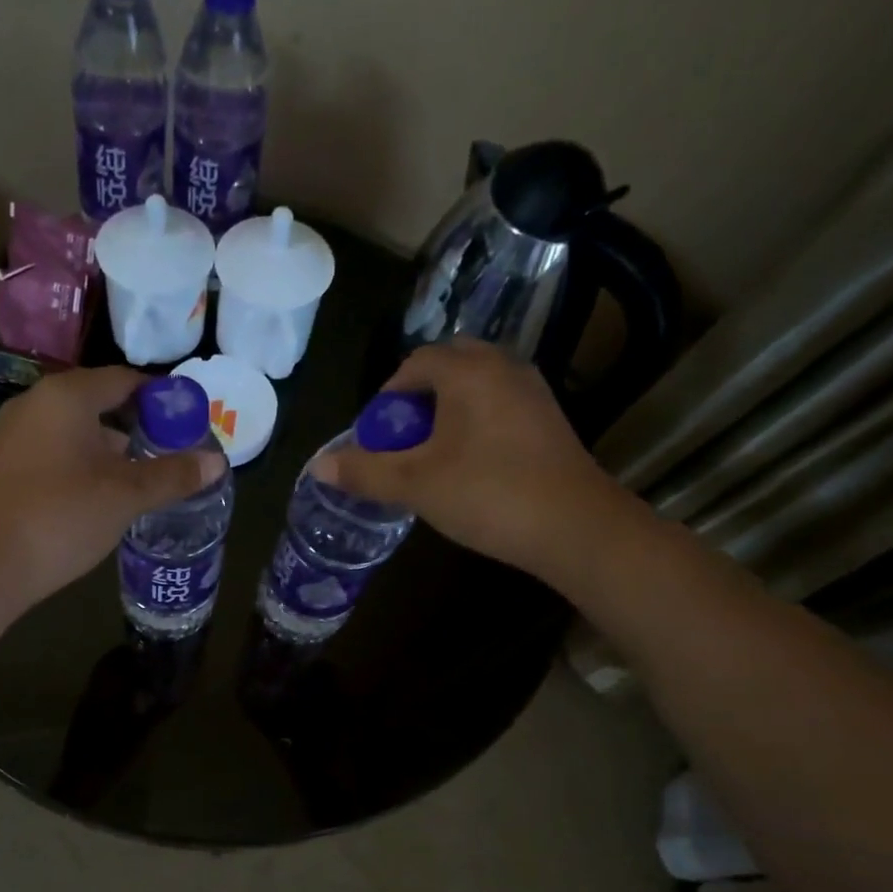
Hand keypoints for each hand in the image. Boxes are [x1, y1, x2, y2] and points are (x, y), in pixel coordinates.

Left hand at [0, 366, 223, 616]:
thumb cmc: (61, 517)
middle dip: (140, 425)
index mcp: (67, 396)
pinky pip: (57, 450)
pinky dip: (86, 462)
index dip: (162, 399)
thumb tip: (217, 462)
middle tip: (174, 452)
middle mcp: (37, 403)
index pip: (125, 380)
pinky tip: (103, 493)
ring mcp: (16, 434)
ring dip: (112, 447)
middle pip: (100, 402)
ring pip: (77, 429)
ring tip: (145, 476)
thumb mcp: (125, 496)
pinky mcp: (6, 465)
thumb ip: (172, 475)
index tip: (191, 423)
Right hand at [309, 338, 636, 580]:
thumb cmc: (487, 494)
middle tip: (403, 442)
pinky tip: (470, 466)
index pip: (414, 364)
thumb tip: (318, 466)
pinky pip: (499, 407)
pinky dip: (476, 424)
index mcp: (467, 371)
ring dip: (448, 413)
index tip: (376, 437)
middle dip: (418, 401)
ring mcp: (533, 392)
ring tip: (432, 457)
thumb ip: (364, 472)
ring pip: (477, 388)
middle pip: (448, 368)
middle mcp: (504, 368)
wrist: (574, 526)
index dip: (386, 399)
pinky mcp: (550, 420)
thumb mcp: (414, 485)